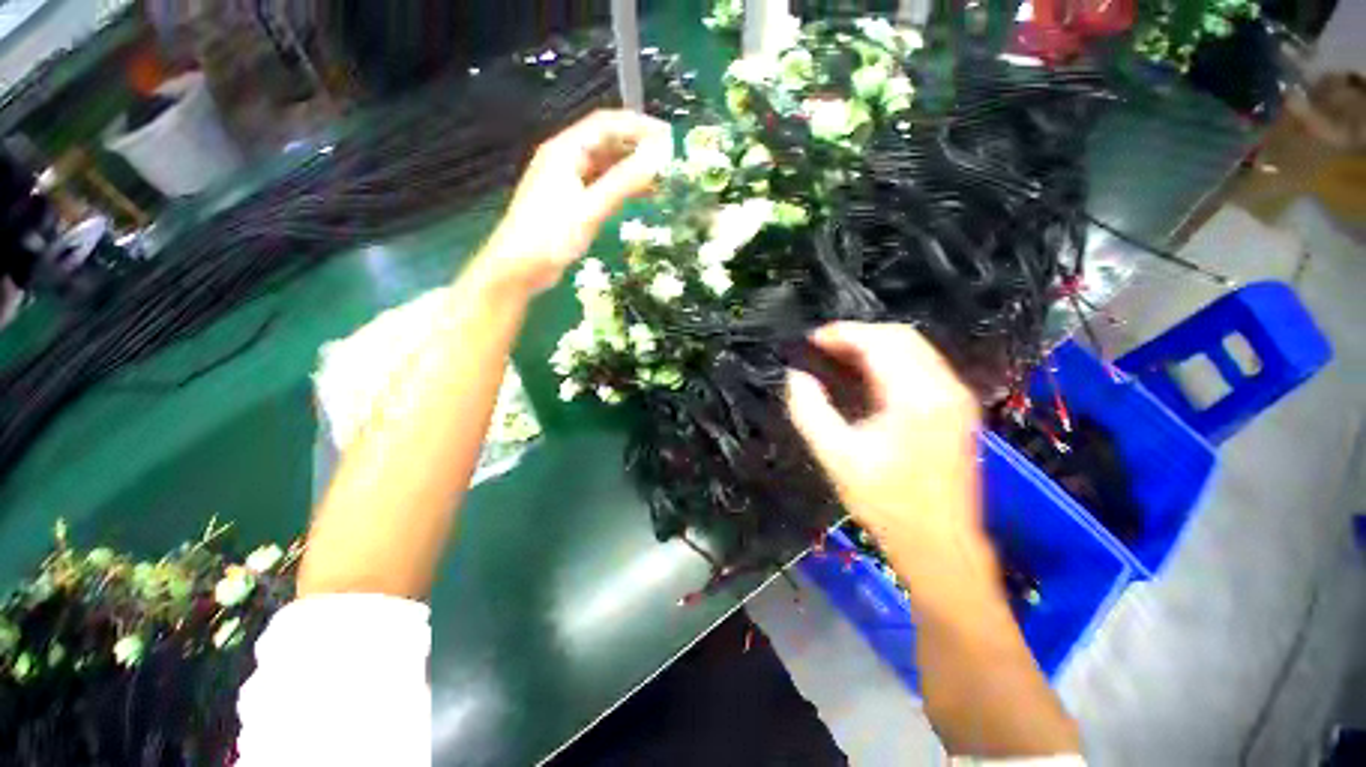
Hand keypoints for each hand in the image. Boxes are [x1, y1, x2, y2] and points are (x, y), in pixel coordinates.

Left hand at [482, 109, 671, 293]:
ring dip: (630, 169)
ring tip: (660, 180)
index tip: (668, 138)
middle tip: (668, 161)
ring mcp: (567, 181)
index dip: (639, 126)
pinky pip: (600, 186)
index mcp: (565, 149)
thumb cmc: (551, 235)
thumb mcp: (590, 207)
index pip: (607, 124)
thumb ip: (624, 182)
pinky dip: (620, 188)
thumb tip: (658, 158)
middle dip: (637, 147)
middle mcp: (566, 159)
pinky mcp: (570, 202)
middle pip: (606, 142)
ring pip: (605, 166)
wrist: (519, 267)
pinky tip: (638, 197)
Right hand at [787, 323, 984, 572]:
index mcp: (917, 397)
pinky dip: (891, 362)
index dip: (842, 333)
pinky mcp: (958, 410)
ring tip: (837, 358)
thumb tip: (795, 376)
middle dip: (858, 335)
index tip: (811, 340)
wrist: (940, 545)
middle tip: (822, 349)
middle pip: (902, 337)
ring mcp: (958, 398)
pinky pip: (923, 367)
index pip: (880, 342)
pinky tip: (866, 377)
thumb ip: (809, 410)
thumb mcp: (835, 456)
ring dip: (875, 347)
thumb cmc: (886, 503)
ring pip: (915, 349)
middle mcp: (946, 388)